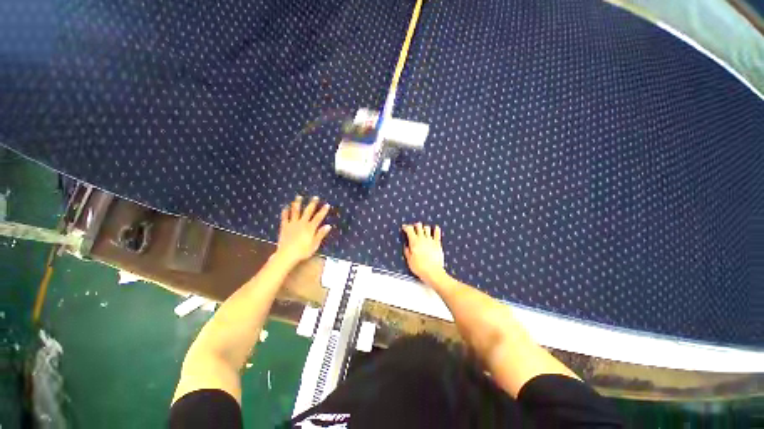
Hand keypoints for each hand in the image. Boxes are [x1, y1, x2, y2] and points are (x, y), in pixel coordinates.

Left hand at [275, 195, 331, 266]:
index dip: (323, 211)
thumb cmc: (303, 251)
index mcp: (310, 228)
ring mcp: (292, 224)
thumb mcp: (314, 244)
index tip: (327, 204)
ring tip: (299, 197)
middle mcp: (302, 223)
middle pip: (308, 212)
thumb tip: (328, 226)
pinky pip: (285, 217)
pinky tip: (285, 207)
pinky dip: (285, 212)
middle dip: (312, 204)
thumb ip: (320, 234)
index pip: (318, 217)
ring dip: (297, 204)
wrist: (286, 255)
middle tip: (315, 197)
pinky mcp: (284, 227)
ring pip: (295, 211)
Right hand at [402, 222, 446, 284]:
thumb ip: (407, 252)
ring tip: (423, 230)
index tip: (404, 227)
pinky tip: (435, 228)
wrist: (433, 272)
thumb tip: (406, 247)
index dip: (406, 227)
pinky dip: (436, 230)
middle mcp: (422, 238)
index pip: (409, 229)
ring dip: (424, 228)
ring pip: (427, 228)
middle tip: (413, 228)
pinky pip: (437, 234)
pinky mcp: (437, 244)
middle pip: (418, 226)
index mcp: (414, 242)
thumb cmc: (420, 267)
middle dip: (415, 226)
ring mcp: (431, 240)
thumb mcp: (409, 260)